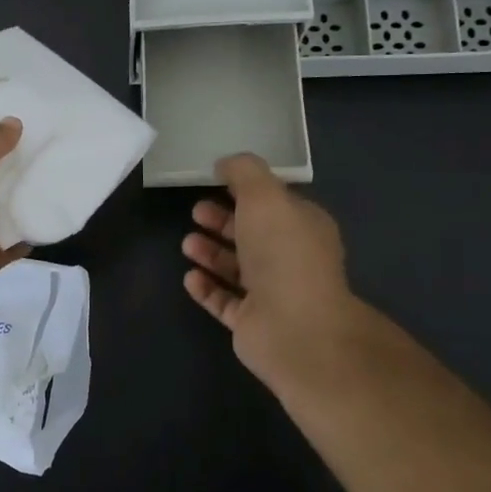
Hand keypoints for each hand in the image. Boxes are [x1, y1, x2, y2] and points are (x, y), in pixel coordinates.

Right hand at [181, 153, 366, 402]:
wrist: (295, 328)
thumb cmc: (283, 254)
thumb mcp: (264, 196)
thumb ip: (244, 172)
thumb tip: (226, 164)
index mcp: (303, 227)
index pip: (275, 204)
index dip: (246, 191)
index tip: (215, 181)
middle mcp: (291, 260)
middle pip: (252, 235)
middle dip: (223, 221)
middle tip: (195, 212)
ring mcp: (273, 294)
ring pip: (237, 268)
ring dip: (211, 254)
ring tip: (186, 244)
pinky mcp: (253, 323)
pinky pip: (224, 301)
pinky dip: (206, 288)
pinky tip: (190, 278)